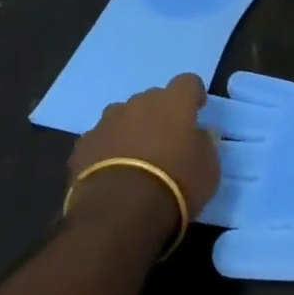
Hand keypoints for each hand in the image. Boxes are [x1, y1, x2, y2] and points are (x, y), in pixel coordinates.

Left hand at [67, 74, 220, 243]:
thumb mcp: (209, 169)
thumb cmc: (175, 184)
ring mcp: (107, 121)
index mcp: (174, 102)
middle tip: (165, 142)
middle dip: (159, 115)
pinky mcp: (84, 144)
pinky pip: (101, 139)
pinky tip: (111, 173)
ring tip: (135, 159)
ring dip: (131, 129)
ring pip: (123, 116)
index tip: (196, 111)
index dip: (193, 95)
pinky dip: (107, 150)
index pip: (188, 82)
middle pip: (153, 99)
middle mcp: (139, 102)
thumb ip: (206, 144)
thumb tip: (203, 133)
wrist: (120, 212)